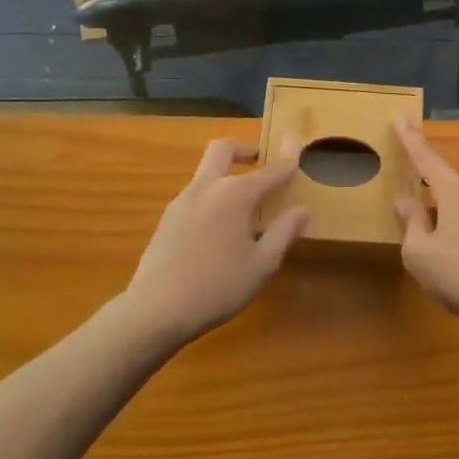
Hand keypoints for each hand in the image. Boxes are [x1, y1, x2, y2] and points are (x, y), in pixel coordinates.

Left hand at [124, 139, 308, 344]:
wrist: (155, 309)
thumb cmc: (218, 286)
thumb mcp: (262, 264)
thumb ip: (284, 232)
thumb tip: (302, 209)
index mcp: (236, 194)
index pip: (269, 171)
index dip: (287, 162)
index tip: (297, 152)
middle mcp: (208, 187)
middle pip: (223, 149)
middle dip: (244, 149)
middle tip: (258, 161)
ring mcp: (182, 200)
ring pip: (206, 172)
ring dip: (225, 175)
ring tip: (242, 205)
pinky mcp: (166, 219)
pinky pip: (194, 195)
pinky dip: (211, 197)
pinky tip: (217, 229)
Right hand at [393, 119, 458, 334]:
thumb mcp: (420, 252)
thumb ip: (412, 222)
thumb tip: (405, 199)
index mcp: (455, 190)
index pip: (426, 156)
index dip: (410, 138)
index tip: (399, 115)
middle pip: (445, 185)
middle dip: (427, 196)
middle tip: (410, 213)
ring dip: (444, 221)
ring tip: (432, 251)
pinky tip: (457, 264)